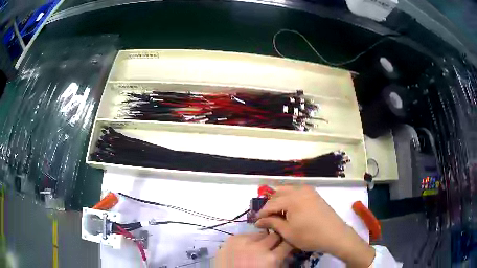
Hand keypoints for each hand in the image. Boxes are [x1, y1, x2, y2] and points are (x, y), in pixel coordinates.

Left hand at [214, 232, 292, 267]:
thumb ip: (280, 261)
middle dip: (275, 241)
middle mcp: (259, 247)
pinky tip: (245, 247)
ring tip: (257, 248)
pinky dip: (248, 240)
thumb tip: (286, 253)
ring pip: (260, 233)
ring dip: (261, 240)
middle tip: (272, 248)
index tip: (286, 246)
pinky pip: (246, 234)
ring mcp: (244, 241)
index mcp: (271, 258)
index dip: (288, 244)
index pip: (288, 243)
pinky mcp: (232, 239)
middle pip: (275, 236)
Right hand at [255, 185, 374, 267]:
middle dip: (270, 204)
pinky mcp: (315, 194)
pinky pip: (298, 191)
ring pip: (288, 190)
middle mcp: (299, 190)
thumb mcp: (287, 232)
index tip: (256, 222)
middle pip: (278, 193)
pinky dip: (290, 198)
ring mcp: (309, 191)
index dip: (261, 213)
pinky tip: (291, 209)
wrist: (334, 234)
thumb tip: (258, 221)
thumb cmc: (309, 236)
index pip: (270, 204)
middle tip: (267, 217)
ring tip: (278, 213)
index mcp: (291, 199)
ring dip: (280, 200)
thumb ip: (271, 223)